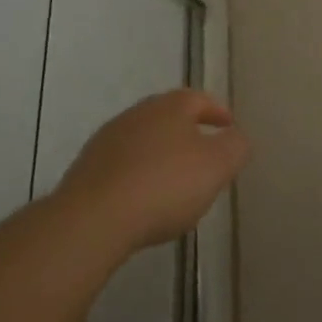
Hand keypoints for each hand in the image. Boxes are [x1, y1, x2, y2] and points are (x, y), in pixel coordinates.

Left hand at [56, 89, 250, 252]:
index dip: (219, 112)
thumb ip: (236, 147)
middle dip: (188, 133)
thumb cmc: (164, 185)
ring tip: (174, 183)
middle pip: (169, 118)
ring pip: (143, 142)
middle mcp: (137, 114)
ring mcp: (106, 142)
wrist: (91, 222)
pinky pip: (121, 168)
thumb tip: (236, 138)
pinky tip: (142, 201)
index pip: (201, 99)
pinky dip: (137, 177)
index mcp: (171, 105)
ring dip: (160, 156)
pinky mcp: (84, 172)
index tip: (229, 128)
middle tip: (205, 156)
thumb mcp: (218, 165)